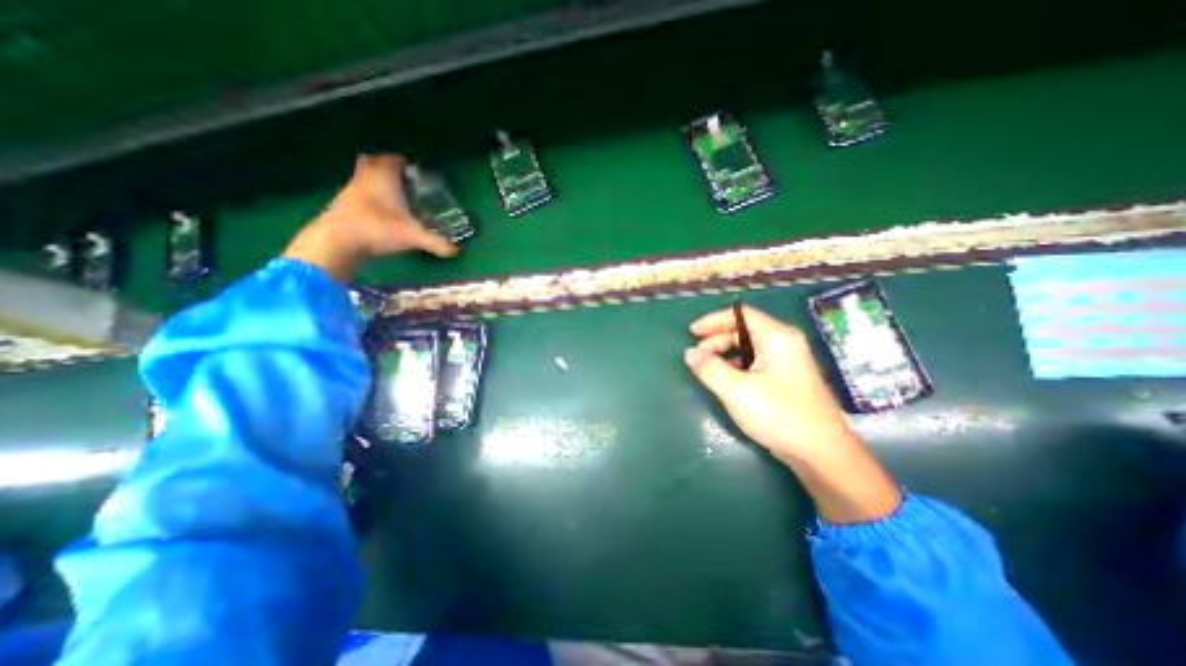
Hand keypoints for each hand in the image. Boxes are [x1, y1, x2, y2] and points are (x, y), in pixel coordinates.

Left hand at [283, 153, 455, 281]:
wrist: (337, 241)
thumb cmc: (377, 228)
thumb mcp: (413, 237)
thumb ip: (436, 243)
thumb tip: (456, 251)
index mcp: (384, 177)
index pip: (393, 158)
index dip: (404, 161)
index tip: (415, 171)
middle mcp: (365, 178)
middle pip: (372, 161)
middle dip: (386, 166)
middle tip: (402, 180)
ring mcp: (350, 190)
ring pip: (362, 176)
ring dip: (375, 181)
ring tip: (393, 197)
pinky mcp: (341, 204)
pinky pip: (356, 192)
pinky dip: (367, 197)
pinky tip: (378, 212)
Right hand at [686, 305, 898, 521]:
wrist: (821, 453)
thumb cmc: (778, 414)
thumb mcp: (736, 390)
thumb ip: (709, 368)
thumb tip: (690, 353)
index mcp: (776, 337)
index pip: (740, 314)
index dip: (713, 320)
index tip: (692, 332)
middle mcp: (784, 343)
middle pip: (744, 329)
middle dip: (717, 339)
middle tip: (697, 356)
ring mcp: (788, 361)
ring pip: (749, 347)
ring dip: (725, 353)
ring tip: (708, 369)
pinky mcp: (787, 379)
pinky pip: (756, 362)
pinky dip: (736, 365)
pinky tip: (726, 380)